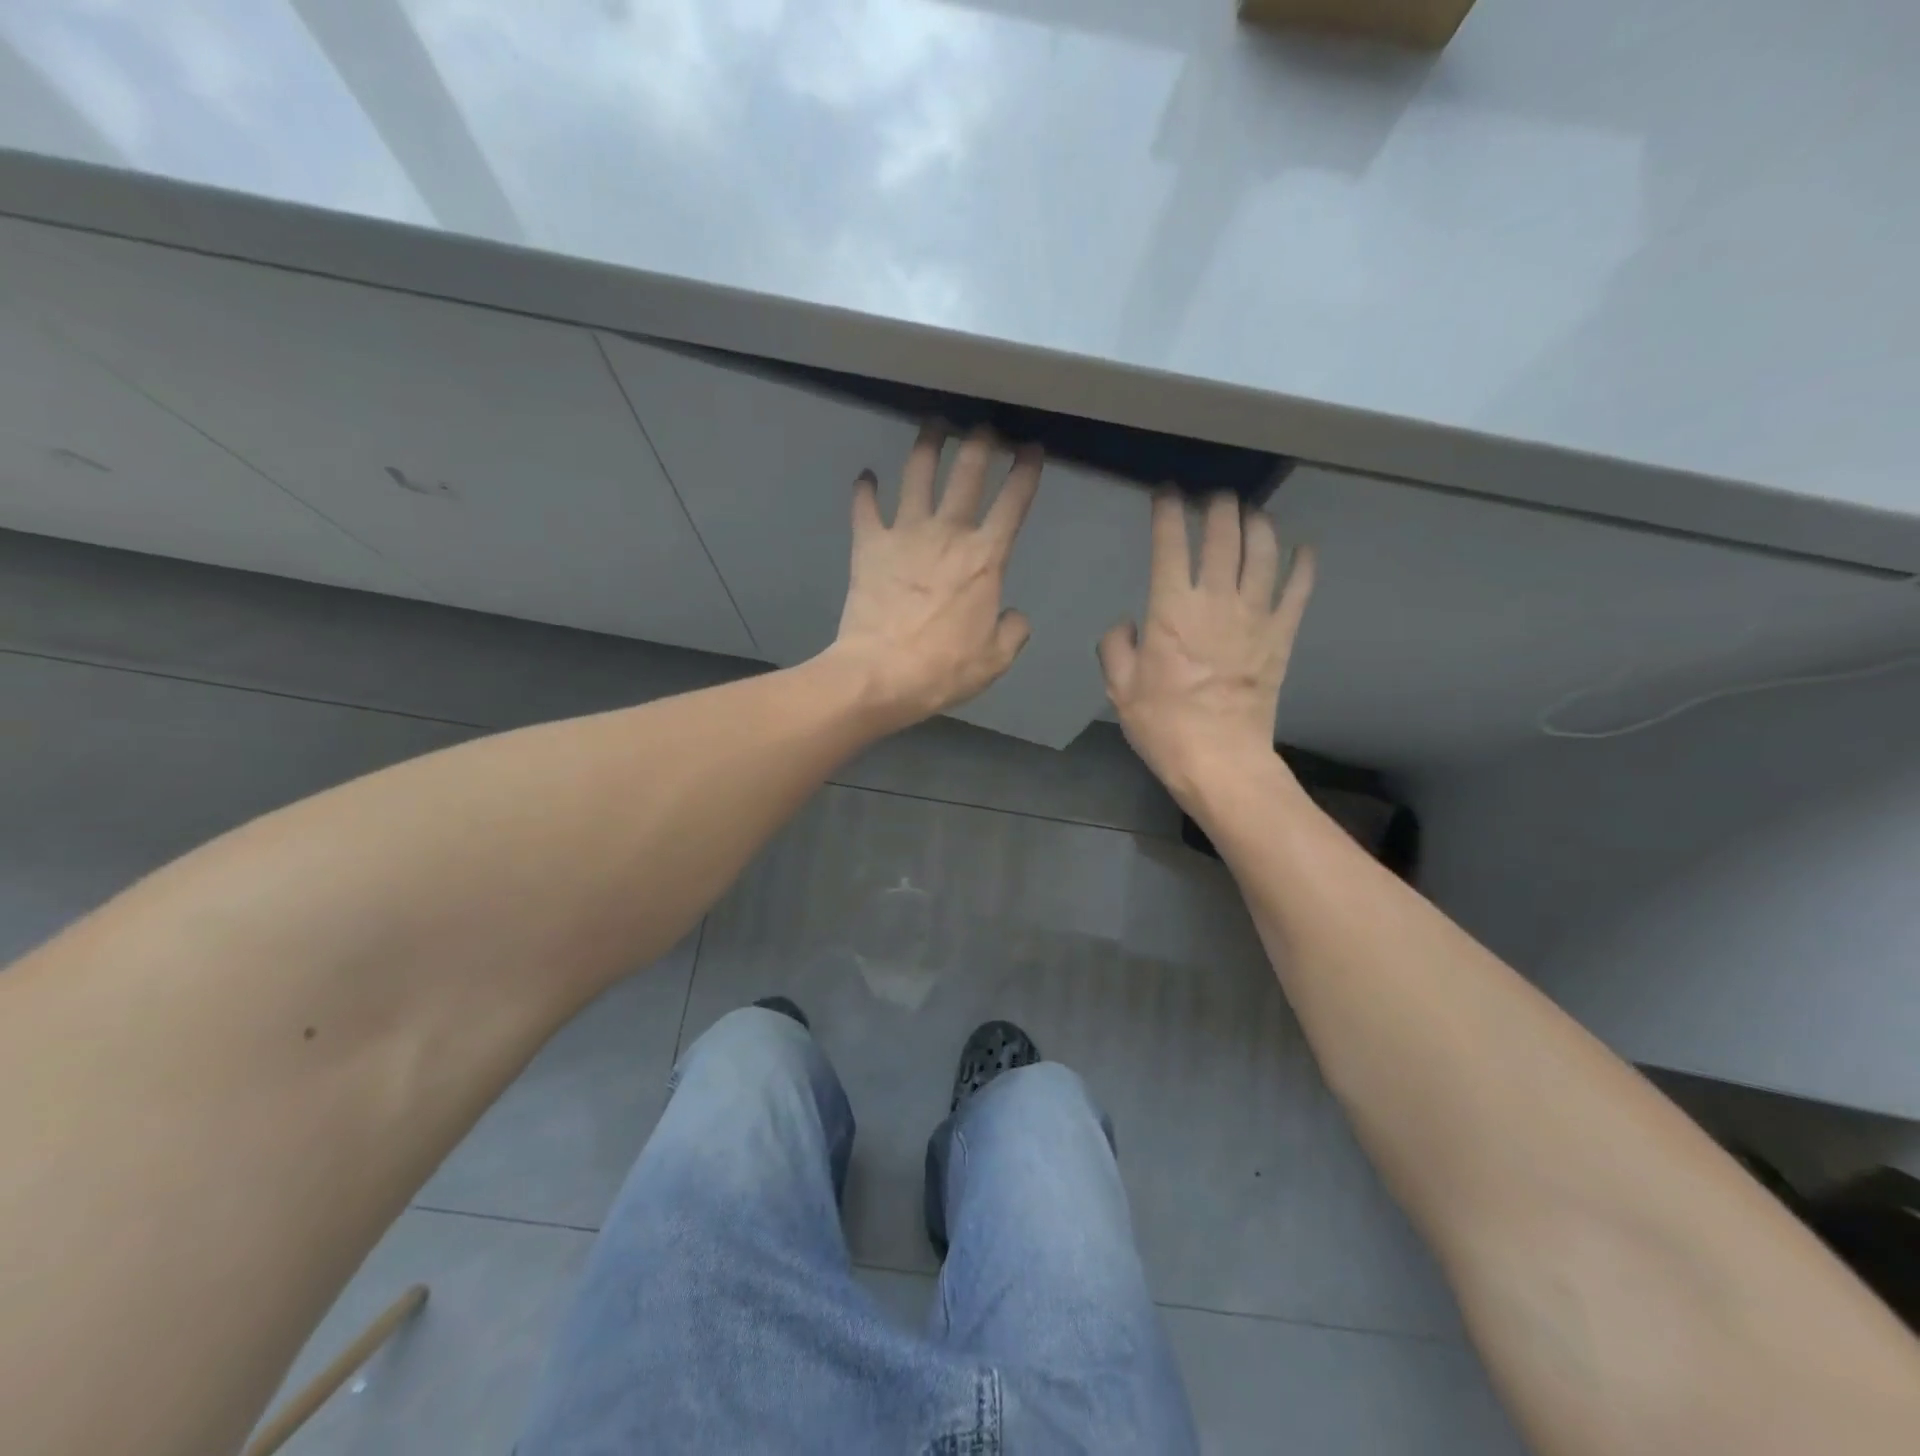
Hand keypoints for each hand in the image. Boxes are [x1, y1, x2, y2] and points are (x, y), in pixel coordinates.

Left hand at [829, 424, 1041, 728]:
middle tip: (983, 427)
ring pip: (917, 474)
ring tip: (933, 426)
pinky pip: (865, 507)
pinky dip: (865, 489)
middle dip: (980, 442)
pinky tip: (866, 477)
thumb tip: (1013, 615)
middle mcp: (947, 533)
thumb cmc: (943, 669)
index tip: (1031, 449)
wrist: (881, 674)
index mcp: (985, 558)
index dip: (1026, 471)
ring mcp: (904, 534)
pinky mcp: (868, 544)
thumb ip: (1012, 631)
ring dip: (927, 445)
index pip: (1013, 503)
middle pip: (967, 472)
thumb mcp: (995, 659)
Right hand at [1099, 491, 1314, 808]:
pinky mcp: (1282, 636)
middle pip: (1224, 535)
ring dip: (1258, 523)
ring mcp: (1255, 616)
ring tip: (1251, 513)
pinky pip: (1298, 590)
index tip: (1166, 493)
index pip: (1171, 543)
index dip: (1168, 510)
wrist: (1219, 760)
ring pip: (1263, 551)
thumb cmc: (1163, 725)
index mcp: (1171, 610)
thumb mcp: (1119, 689)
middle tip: (1212, 498)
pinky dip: (1303, 565)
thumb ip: (1116, 646)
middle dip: (1218, 506)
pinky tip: (1303, 549)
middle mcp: (1217, 601)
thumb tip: (1128, 623)